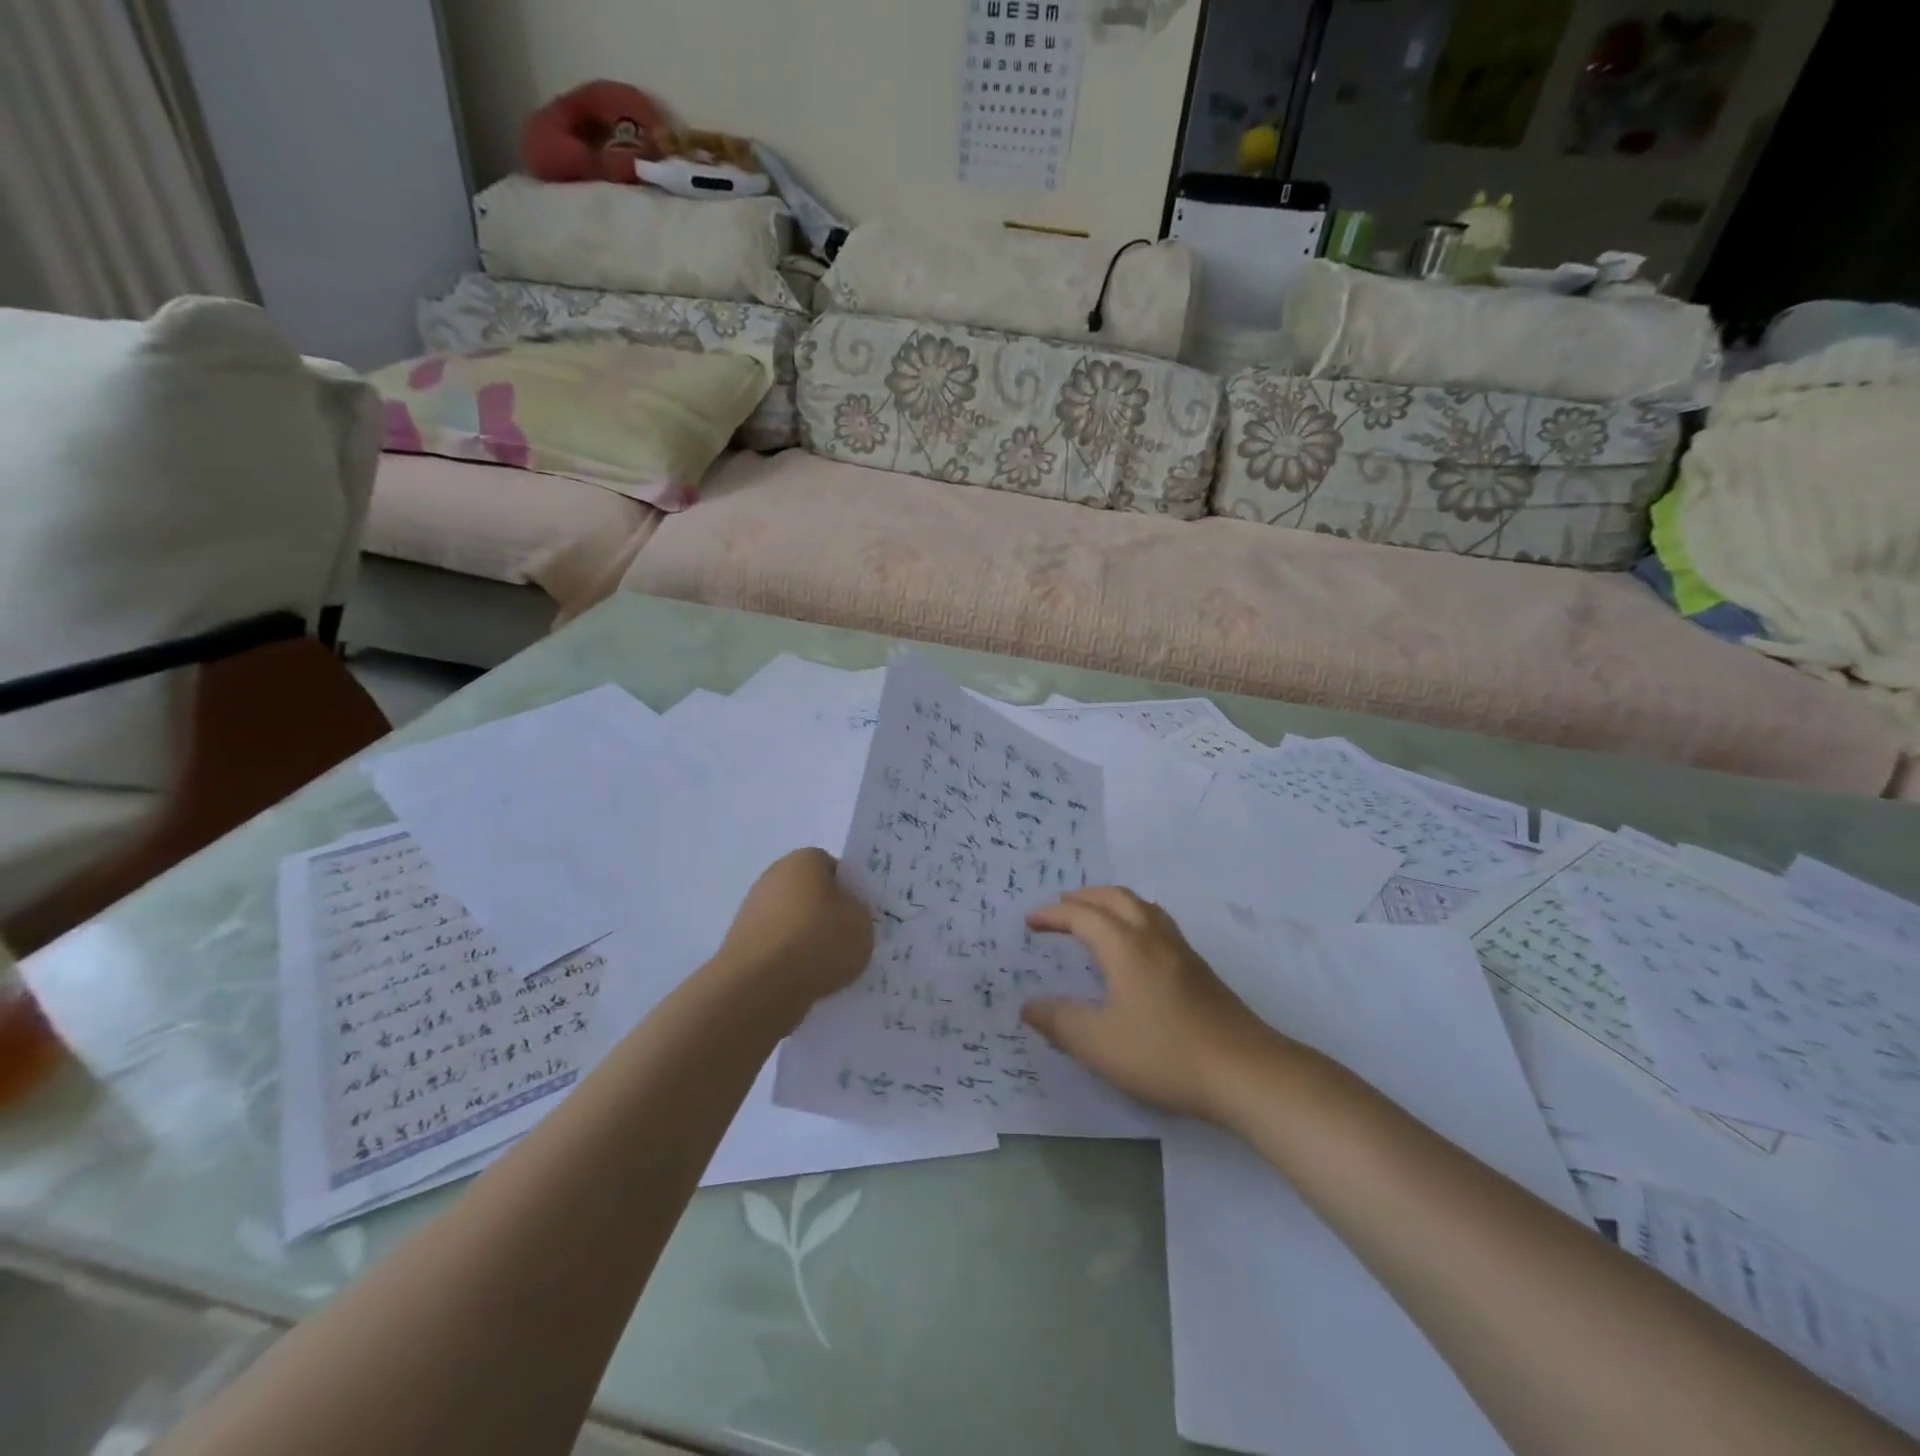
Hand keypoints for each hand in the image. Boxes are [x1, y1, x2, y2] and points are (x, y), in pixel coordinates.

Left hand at [717, 850, 873, 1013]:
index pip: (833, 867)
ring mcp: (752, 911)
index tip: (858, 916)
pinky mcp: (740, 945)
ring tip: (827, 970)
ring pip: (792, 923)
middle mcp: (773, 877)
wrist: (760, 986)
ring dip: (807, 941)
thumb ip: (858, 913)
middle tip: (847, 942)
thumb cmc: (818, 941)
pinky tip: (804, 982)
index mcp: (804, 860)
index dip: (849, 891)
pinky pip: (776, 949)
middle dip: (827, 916)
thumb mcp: (862, 923)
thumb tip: (845, 917)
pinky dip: (789, 963)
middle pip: (810, 894)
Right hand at [1024, 887, 1280, 1122]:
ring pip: (1142, 906)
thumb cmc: (1165, 1053)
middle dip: (1084, 897)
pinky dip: (1134, 918)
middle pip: (1115, 898)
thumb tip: (1029, 1005)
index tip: (1030, 922)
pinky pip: (1158, 923)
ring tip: (1095, 917)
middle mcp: (1153, 937)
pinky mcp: (1199, 969)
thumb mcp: (1100, 1045)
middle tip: (1060, 908)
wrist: (1245, 1071)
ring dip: (1112, 903)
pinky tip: (1135, 947)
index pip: (1082, 916)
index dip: (1053, 915)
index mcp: (1125, 946)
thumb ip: (1060, 1022)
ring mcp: (1181, 950)